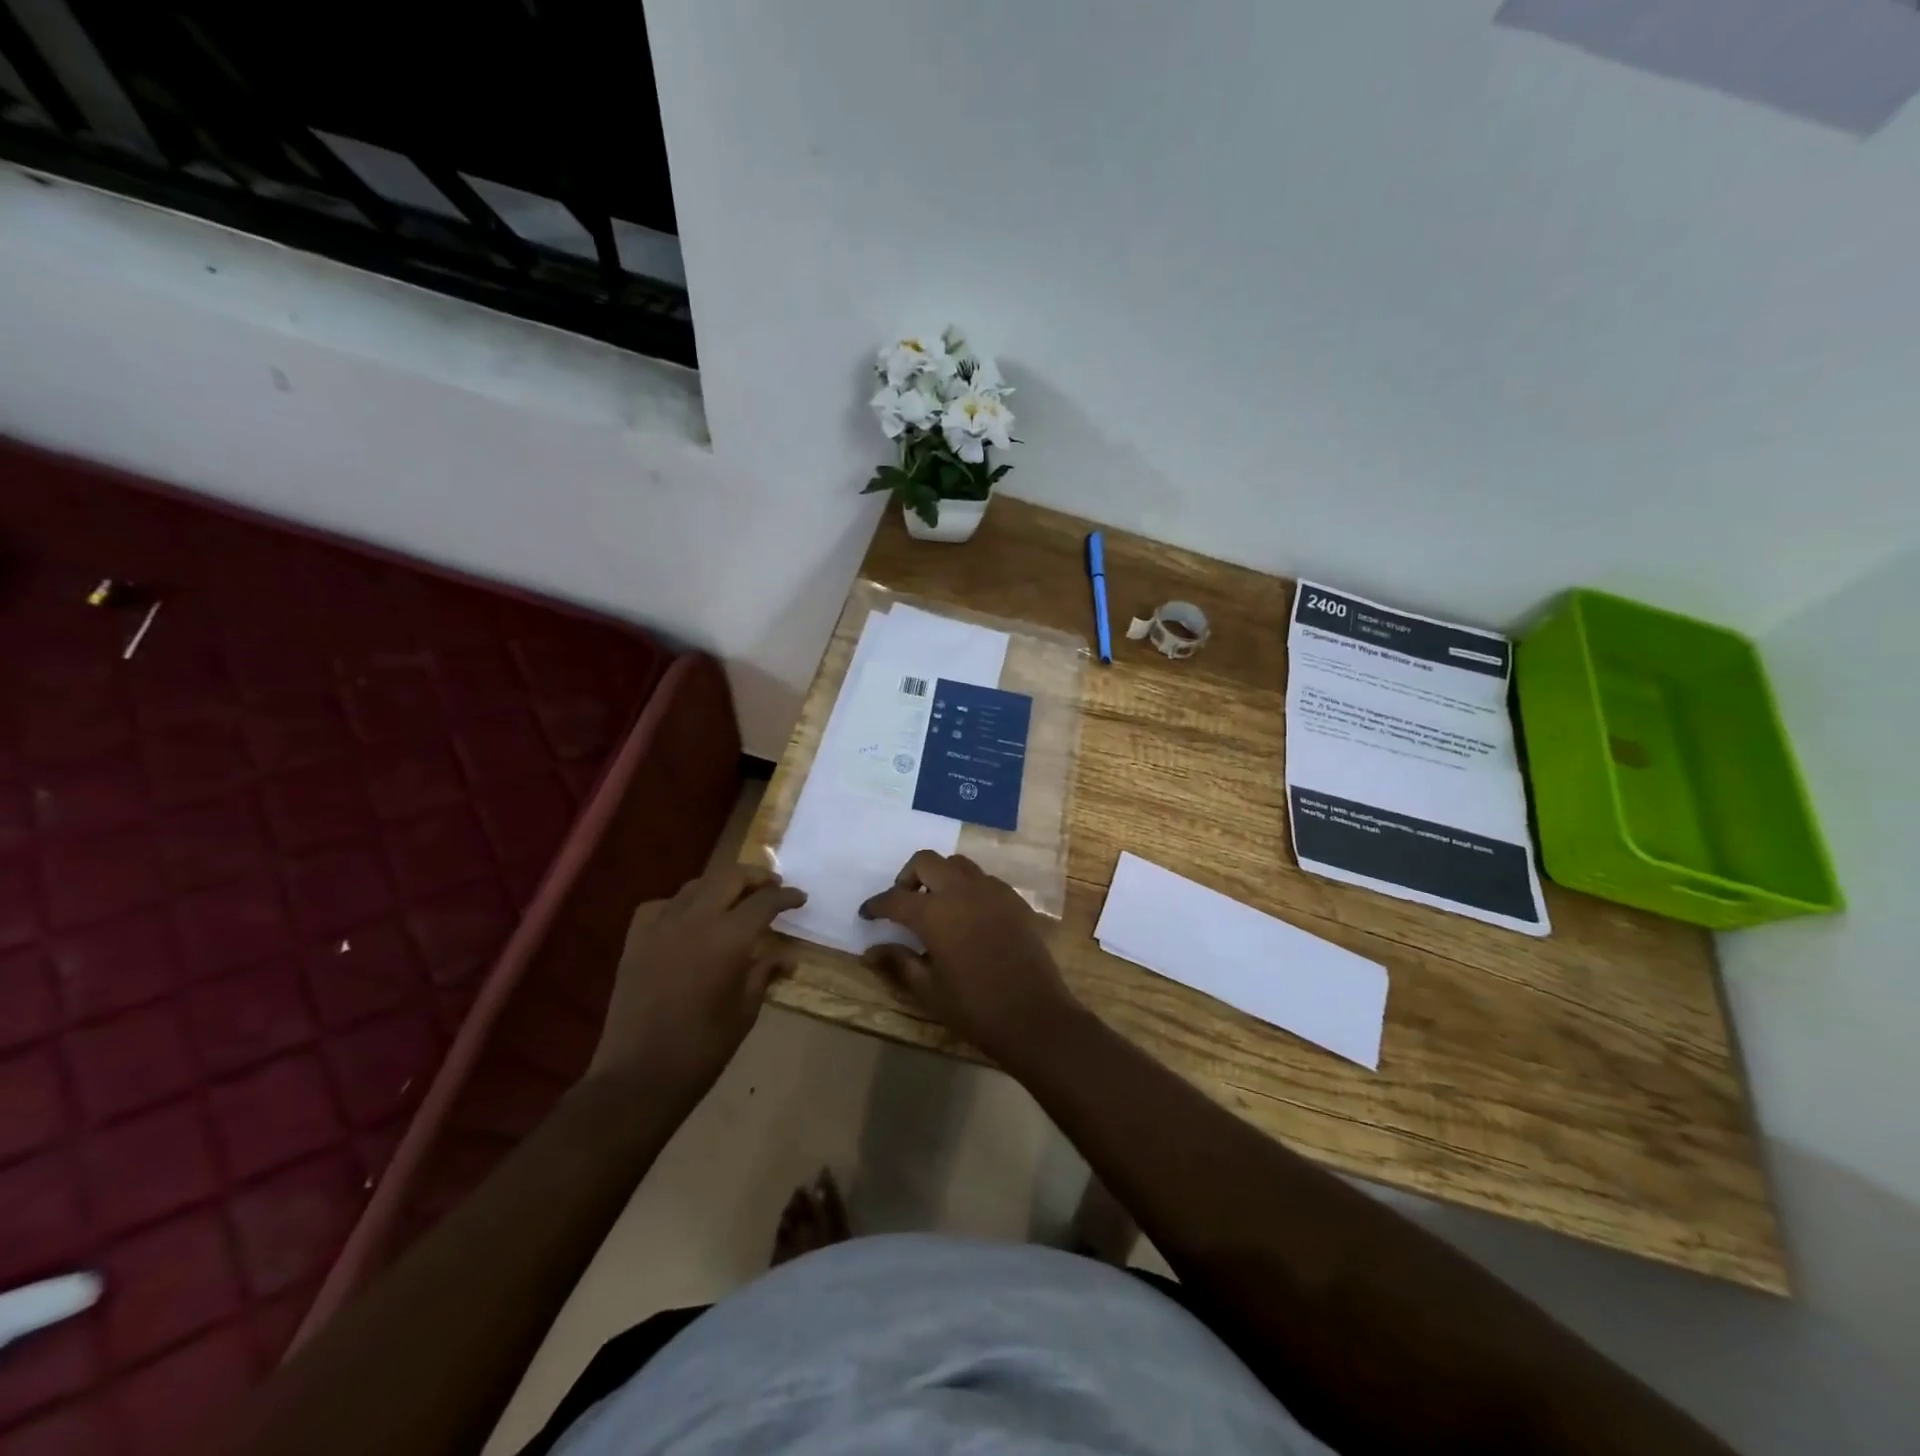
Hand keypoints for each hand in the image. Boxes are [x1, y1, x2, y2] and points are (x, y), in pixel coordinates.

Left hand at [588, 865, 805, 1094]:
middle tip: (772, 887)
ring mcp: (661, 926)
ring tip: (735, 897)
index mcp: (729, 937)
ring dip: (721, 885)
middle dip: (755, 878)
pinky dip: (681, 904)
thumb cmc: (703, 1048)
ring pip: (696, 885)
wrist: (640, 1075)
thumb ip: (765, 972)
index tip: (800, 898)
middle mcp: (696, 919)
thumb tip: (787, 956)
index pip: (765, 902)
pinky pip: (662, 905)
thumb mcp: (746, 1009)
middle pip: (730, 877)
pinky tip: (688, 918)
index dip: (786, 896)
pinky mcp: (636, 940)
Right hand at [858, 851, 1082, 1064]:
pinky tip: (967, 915)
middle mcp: (962, 891)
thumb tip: (870, 951)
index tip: (867, 913)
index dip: (876, 904)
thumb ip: (898, 962)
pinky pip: (984, 879)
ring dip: (940, 877)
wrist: (1034, 1016)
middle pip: (927, 861)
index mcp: (935, 914)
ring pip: (958, 865)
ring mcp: (993, 891)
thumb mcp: (928, 989)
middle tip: (904, 902)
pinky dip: (967, 887)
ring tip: (936, 905)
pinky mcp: (1014, 900)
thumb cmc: (975, 1008)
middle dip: (908, 876)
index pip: (895, 898)